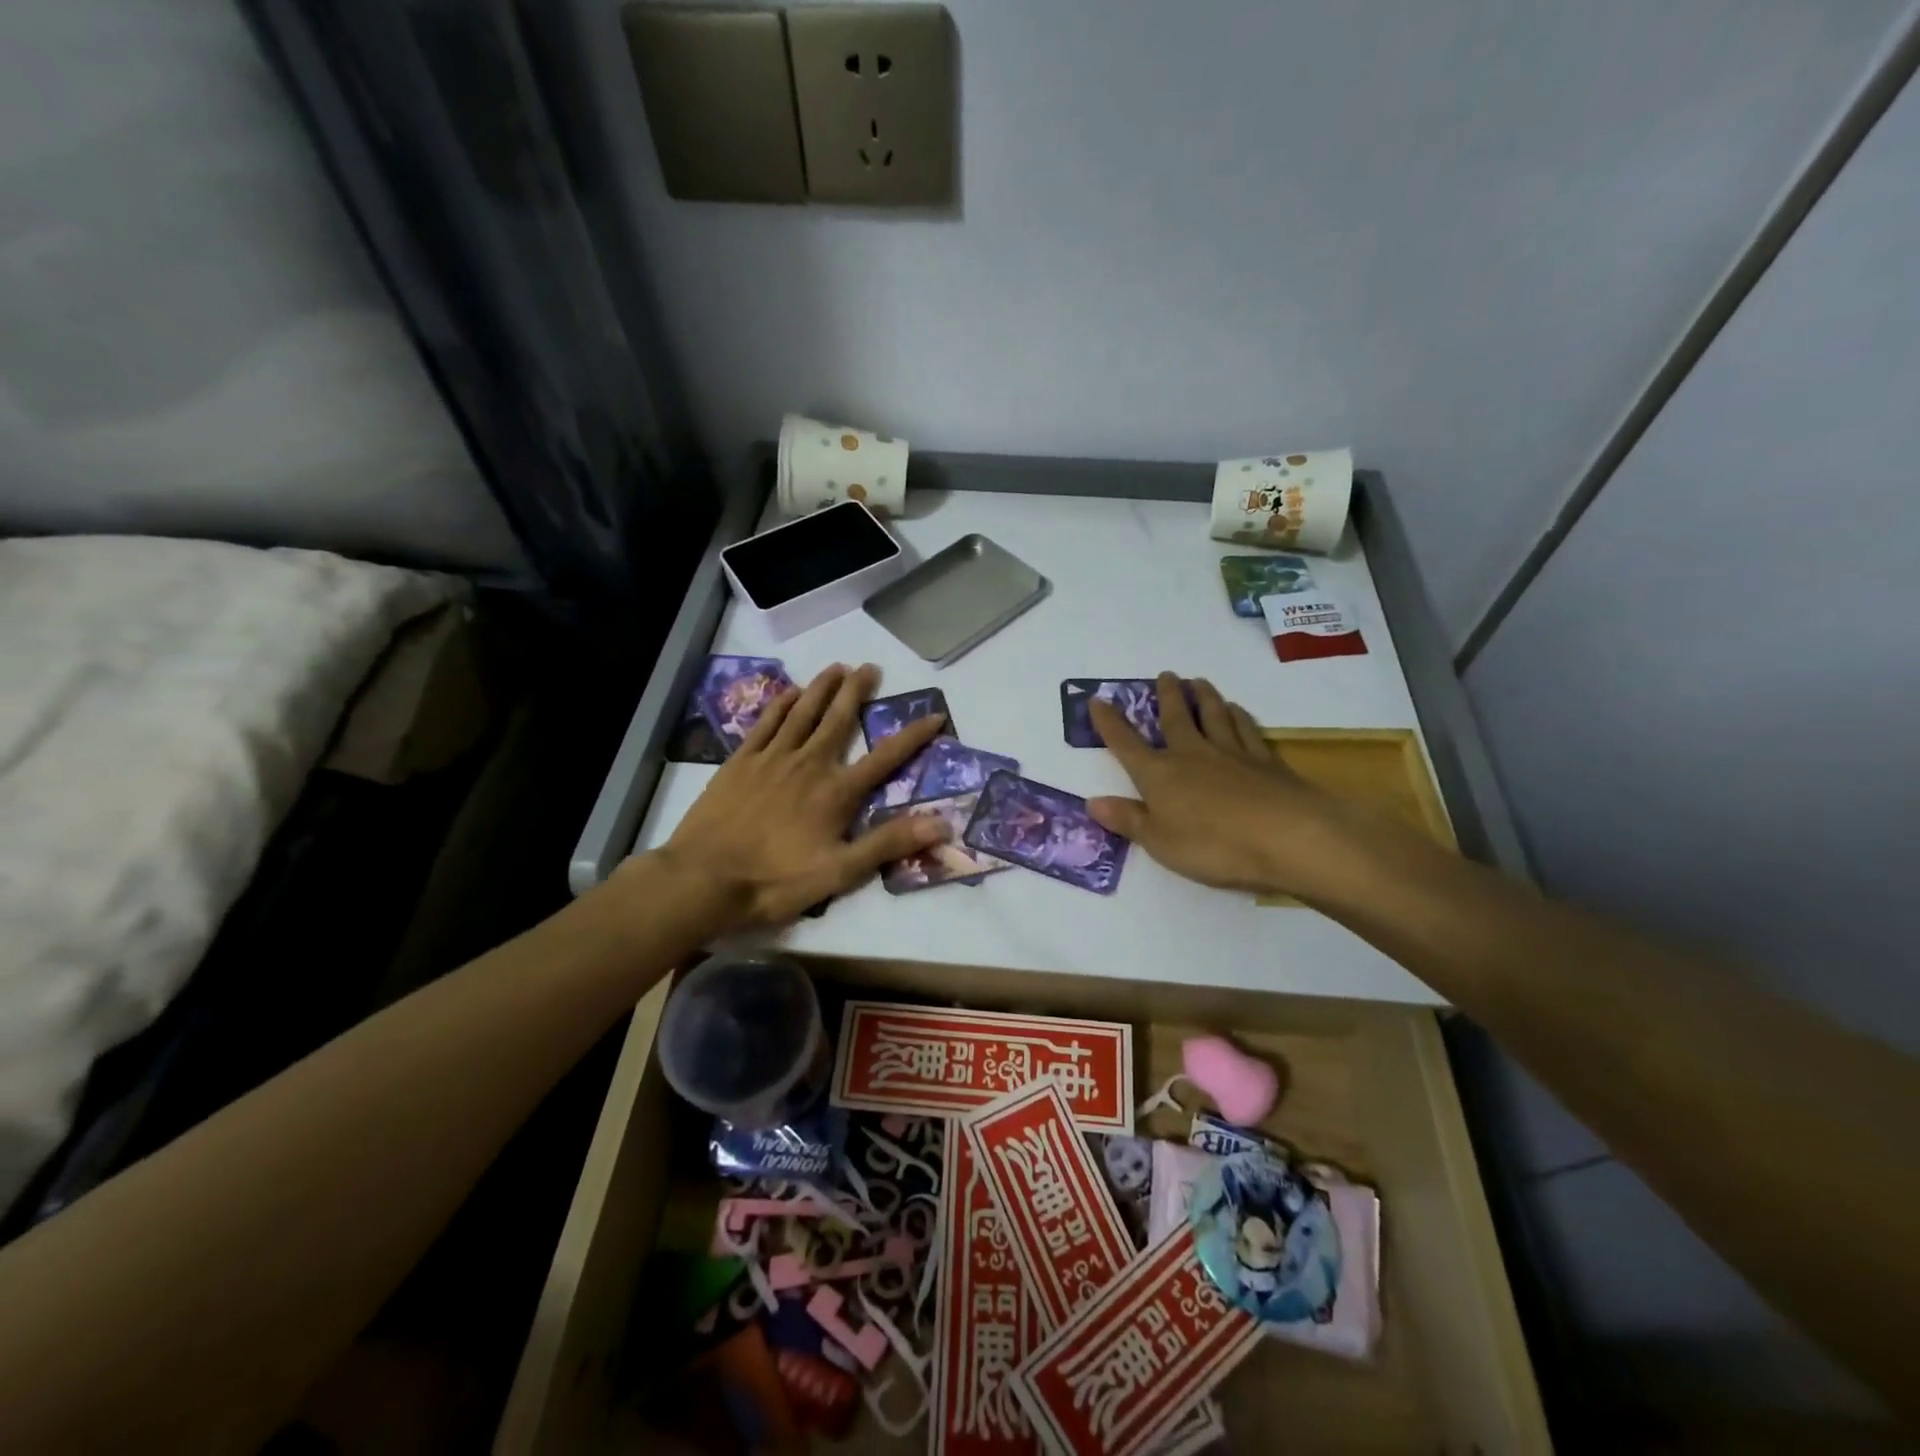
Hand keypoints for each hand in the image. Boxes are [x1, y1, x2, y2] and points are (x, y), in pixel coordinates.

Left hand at [658, 663, 949, 926]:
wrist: (704, 878)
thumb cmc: (775, 880)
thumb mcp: (840, 872)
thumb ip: (889, 843)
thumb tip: (941, 822)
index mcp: (835, 792)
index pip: (885, 758)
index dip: (913, 736)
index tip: (934, 715)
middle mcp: (808, 764)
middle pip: (838, 720)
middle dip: (857, 692)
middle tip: (870, 666)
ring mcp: (771, 759)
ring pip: (802, 713)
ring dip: (821, 688)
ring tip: (836, 666)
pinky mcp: (740, 762)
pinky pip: (766, 723)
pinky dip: (780, 704)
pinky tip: (789, 692)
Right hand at [1086, 672, 1358, 899]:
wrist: (1287, 837)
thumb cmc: (1212, 845)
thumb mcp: (1159, 842)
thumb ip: (1128, 820)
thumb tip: (1092, 802)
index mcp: (1159, 774)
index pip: (1126, 745)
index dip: (1110, 724)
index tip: (1097, 700)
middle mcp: (1192, 754)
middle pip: (1175, 718)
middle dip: (1166, 696)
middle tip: (1165, 675)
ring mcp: (1232, 754)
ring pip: (1214, 716)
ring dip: (1204, 698)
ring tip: (1198, 682)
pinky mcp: (1267, 762)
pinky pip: (1248, 731)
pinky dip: (1240, 717)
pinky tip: (1238, 710)